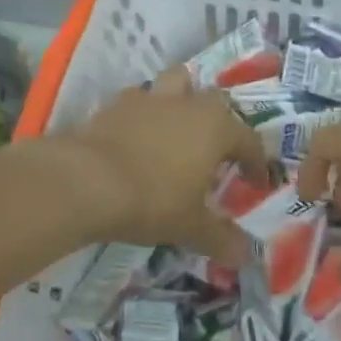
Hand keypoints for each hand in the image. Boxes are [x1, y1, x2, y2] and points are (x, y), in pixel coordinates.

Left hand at [62, 69, 268, 262]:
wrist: (85, 181)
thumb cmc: (153, 200)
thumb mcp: (191, 226)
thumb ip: (221, 237)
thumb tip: (245, 256)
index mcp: (216, 128)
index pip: (249, 140)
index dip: (255, 162)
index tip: (254, 183)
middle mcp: (188, 104)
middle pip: (215, 101)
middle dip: (221, 122)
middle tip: (216, 152)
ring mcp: (149, 100)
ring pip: (175, 84)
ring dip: (182, 101)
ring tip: (177, 129)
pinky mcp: (114, 105)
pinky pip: (138, 101)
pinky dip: (144, 114)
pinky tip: (138, 137)